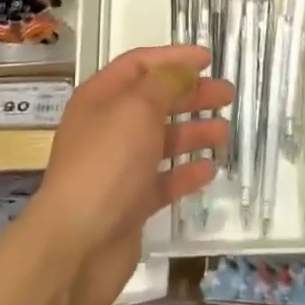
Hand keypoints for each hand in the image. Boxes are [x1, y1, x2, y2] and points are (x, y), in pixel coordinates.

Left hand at [28, 45, 233, 304]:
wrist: (76, 246)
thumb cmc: (106, 164)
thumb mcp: (137, 109)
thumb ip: (164, 84)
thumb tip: (183, 70)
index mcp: (100, 97)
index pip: (139, 65)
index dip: (173, 58)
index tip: (208, 59)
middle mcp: (107, 128)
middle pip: (154, 101)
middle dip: (190, 95)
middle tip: (227, 95)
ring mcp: (118, 167)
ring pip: (161, 140)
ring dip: (193, 132)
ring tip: (225, 132)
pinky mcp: (130, 204)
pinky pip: (163, 180)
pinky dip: (185, 172)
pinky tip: (209, 170)